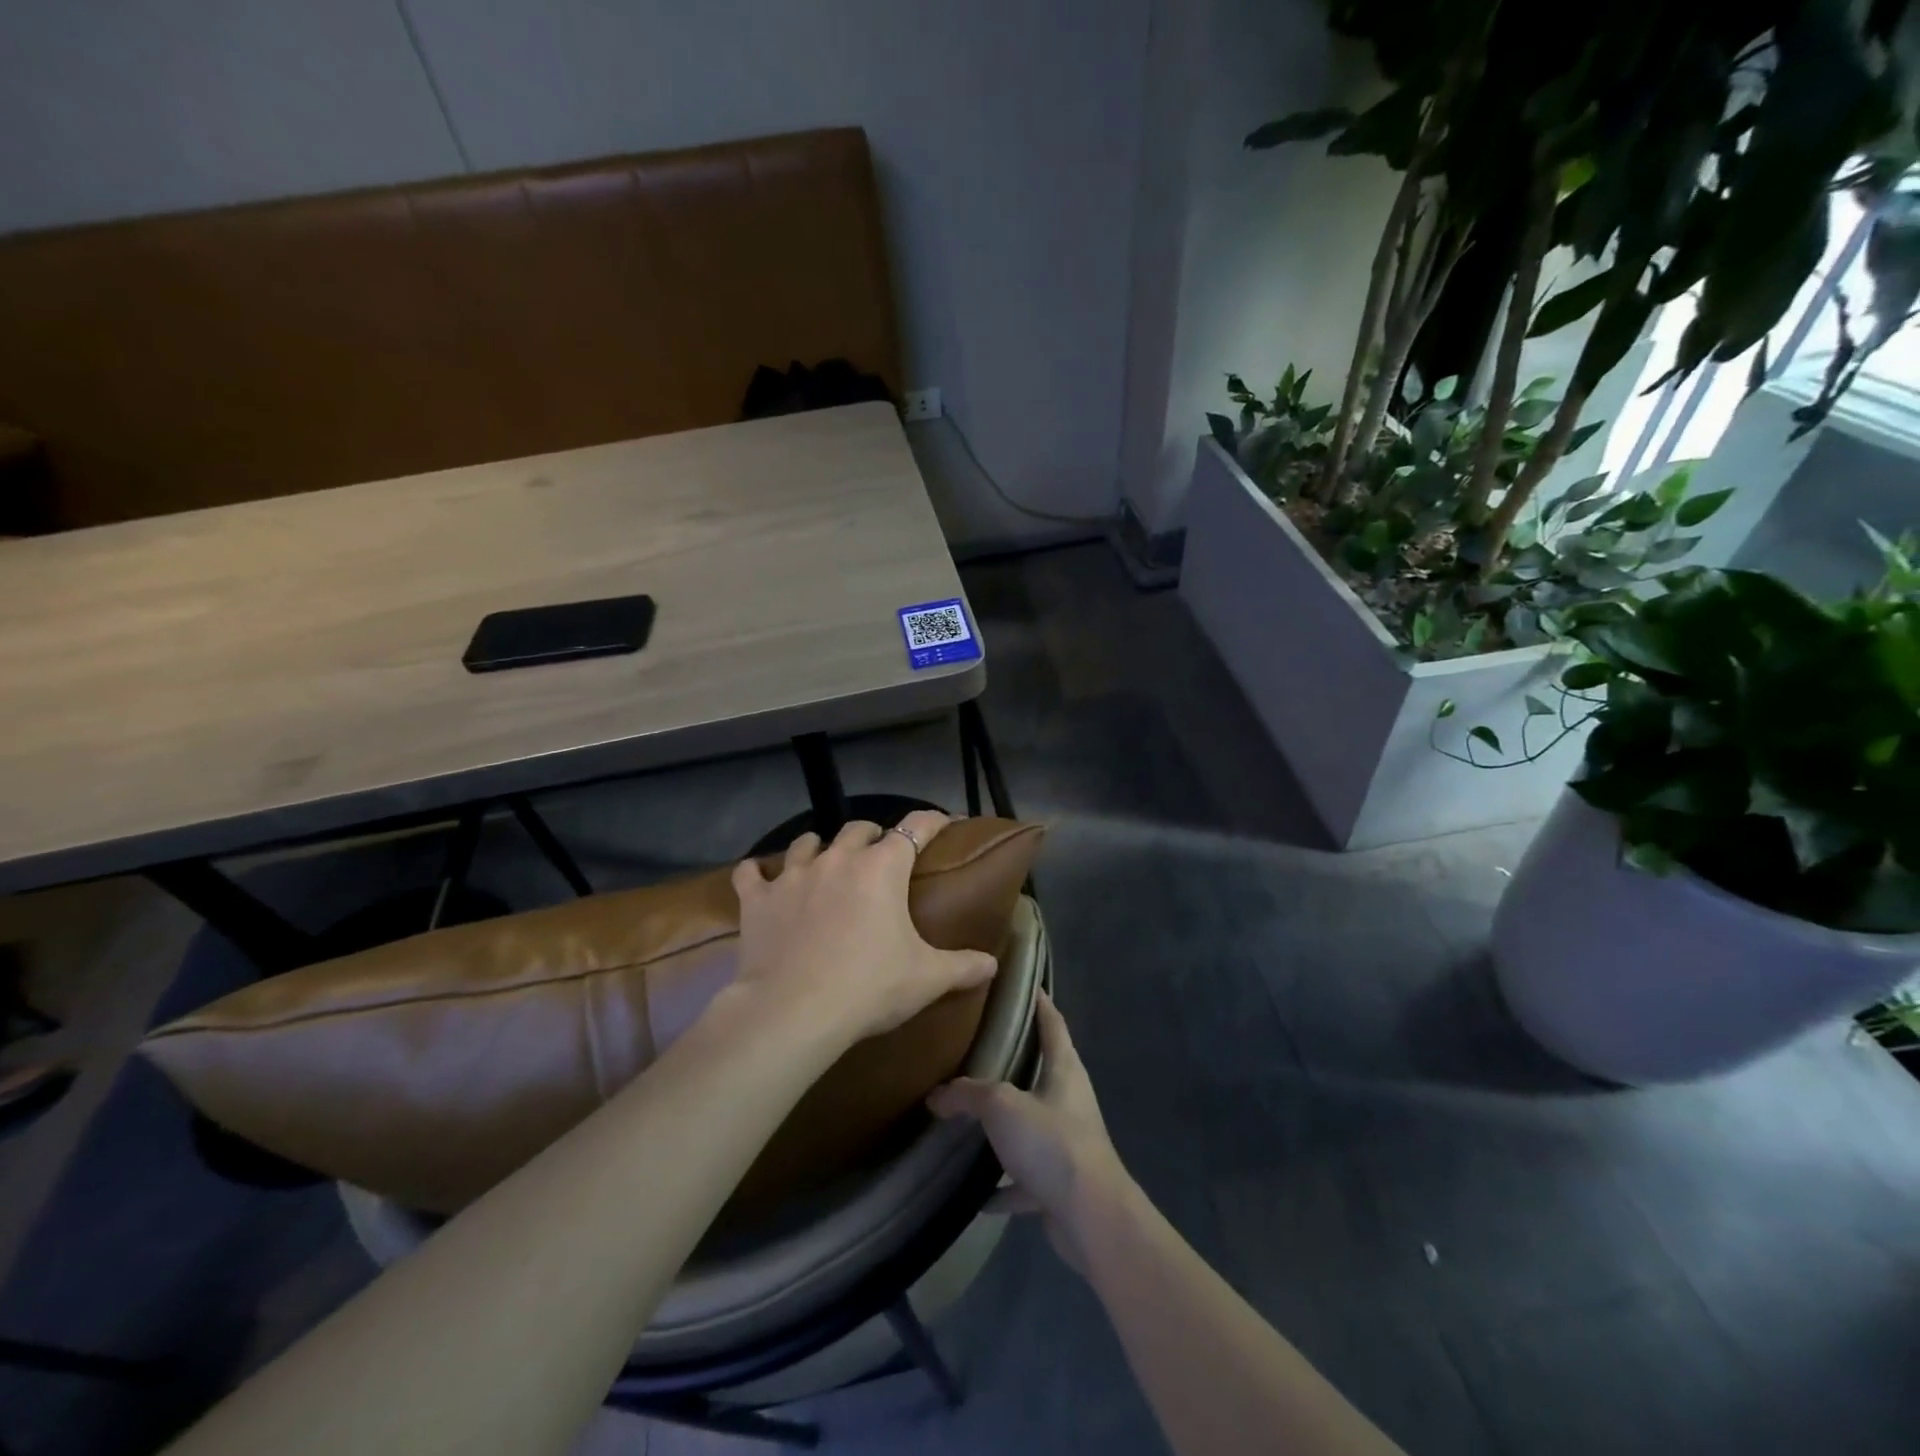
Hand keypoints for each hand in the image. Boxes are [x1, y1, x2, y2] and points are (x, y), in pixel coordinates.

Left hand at [730, 811, 997, 1048]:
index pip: (916, 827)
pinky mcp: (758, 899)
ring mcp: (793, 875)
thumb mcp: (926, 979)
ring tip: (824, 862)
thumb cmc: (868, 988)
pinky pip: (752, 873)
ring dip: (819, 847)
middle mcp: (838, 859)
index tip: (942, 821)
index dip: (932, 820)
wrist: (793, 1012)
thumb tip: (992, 965)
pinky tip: (759, 878)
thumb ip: (963, 966)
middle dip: (871, 836)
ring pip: (806, 842)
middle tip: (878, 857)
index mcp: (882, 868)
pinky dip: (758, 874)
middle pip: (857, 828)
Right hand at [928, 993, 1129, 1272]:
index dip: (1039, 1001)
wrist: (1090, 1217)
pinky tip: (976, 1192)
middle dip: (1015, 1060)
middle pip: (1043, 1070)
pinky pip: (1025, 1178)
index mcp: (1064, 1069)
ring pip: (1032, 1124)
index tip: (1022, 983)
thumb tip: (935, 1095)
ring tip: (971, 1116)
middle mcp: (1070, 1100)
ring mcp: (1067, 1143)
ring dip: (1007, 1125)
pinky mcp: (1060, 1183)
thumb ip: (968, 1094)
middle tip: (978, 1046)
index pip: (1052, 1022)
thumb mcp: (1002, 1106)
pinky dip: (1003, 1184)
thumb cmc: (1051, 1142)